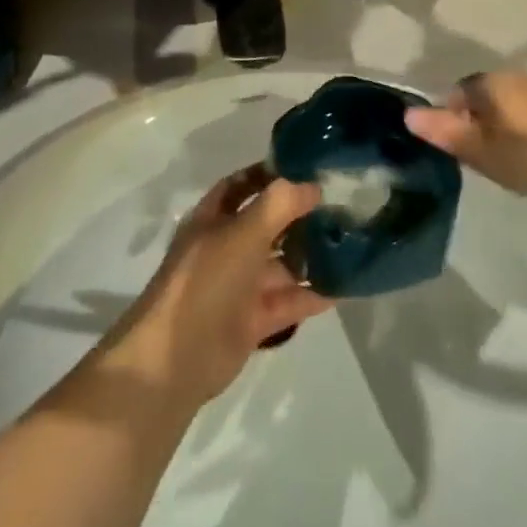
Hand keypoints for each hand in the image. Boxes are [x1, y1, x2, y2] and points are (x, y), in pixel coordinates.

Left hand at [98, 165, 332, 408]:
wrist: (175, 360)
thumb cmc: (205, 282)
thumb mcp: (242, 233)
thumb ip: (279, 205)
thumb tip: (313, 186)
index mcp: (213, 219)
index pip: (242, 185)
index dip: (270, 173)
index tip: (307, 167)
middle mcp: (226, 247)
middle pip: (267, 224)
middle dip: (299, 214)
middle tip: (341, 203)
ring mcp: (239, 286)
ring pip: (280, 263)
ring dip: (310, 254)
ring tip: (351, 240)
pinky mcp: (252, 320)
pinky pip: (288, 300)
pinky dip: (313, 294)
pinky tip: (345, 285)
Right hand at [404, 71, 526, 202]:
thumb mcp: (485, 152)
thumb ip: (446, 133)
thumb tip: (407, 115)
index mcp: (489, 83)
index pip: (453, 94)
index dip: (448, 122)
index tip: (456, 153)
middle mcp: (513, 78)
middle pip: (480, 100)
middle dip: (474, 127)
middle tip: (479, 164)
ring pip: (506, 109)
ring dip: (500, 132)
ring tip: (507, 166)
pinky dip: (524, 135)